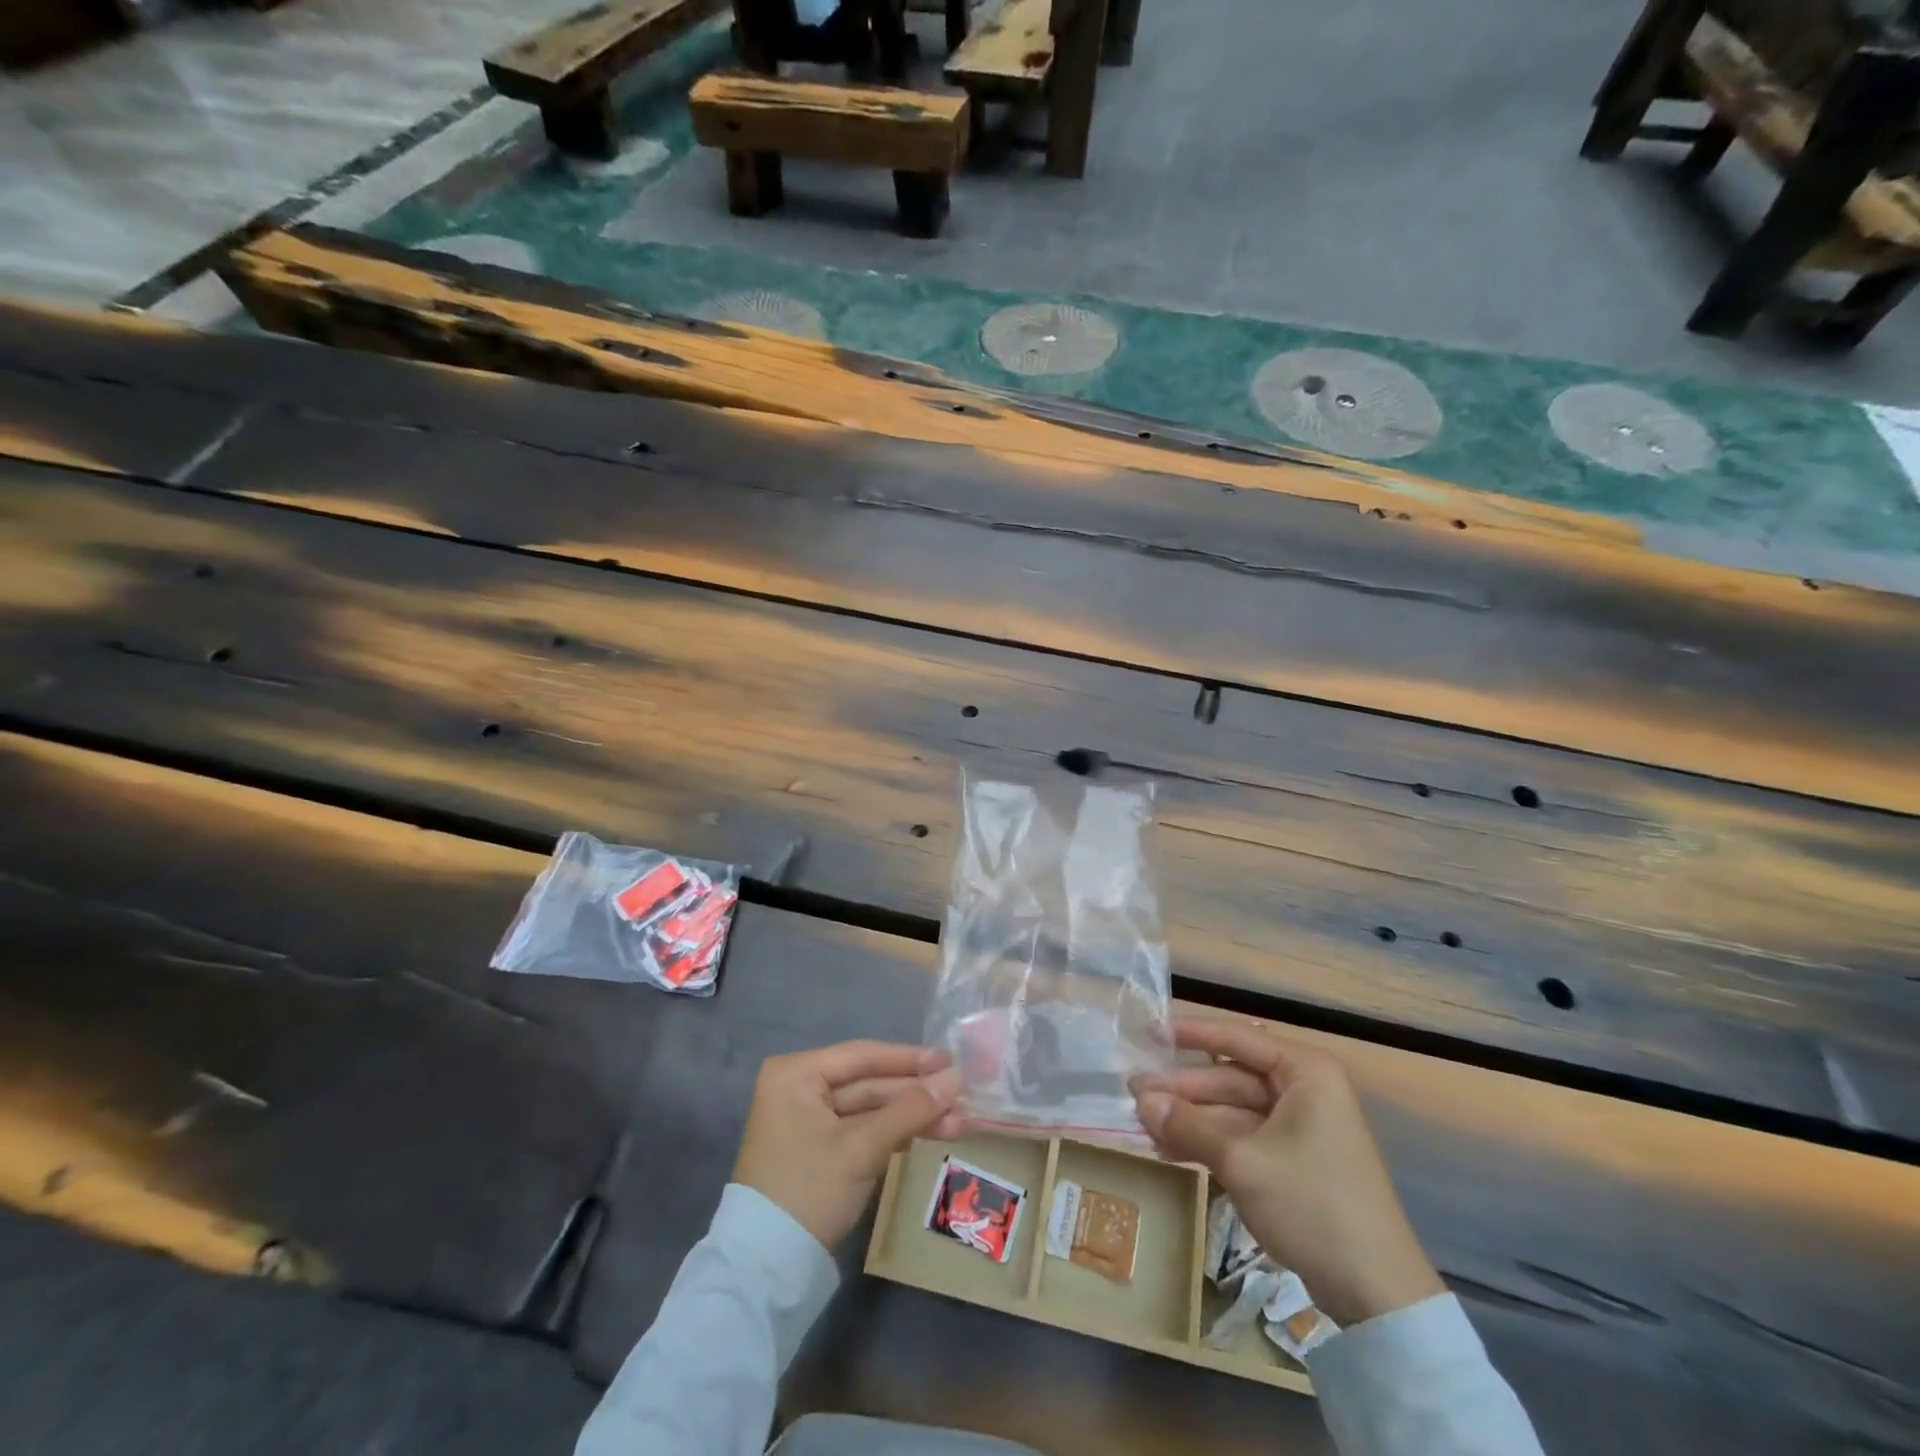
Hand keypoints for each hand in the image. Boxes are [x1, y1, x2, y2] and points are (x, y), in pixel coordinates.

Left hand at [734, 1040, 962, 1249]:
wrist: (767, 1269)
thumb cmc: (809, 1189)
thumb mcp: (862, 1147)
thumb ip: (910, 1109)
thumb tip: (955, 1079)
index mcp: (796, 1074)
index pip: (862, 1056)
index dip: (909, 1059)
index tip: (950, 1059)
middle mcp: (800, 1088)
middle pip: (869, 1082)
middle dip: (916, 1093)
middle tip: (962, 1095)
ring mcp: (810, 1120)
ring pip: (871, 1108)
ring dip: (912, 1115)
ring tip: (958, 1120)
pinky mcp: (821, 1150)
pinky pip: (864, 1130)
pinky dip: (896, 1132)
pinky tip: (932, 1133)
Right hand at [1131, 1017, 1444, 1327]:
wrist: (1377, 1293)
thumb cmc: (1312, 1204)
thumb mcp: (1242, 1161)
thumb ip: (1189, 1125)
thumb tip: (1141, 1100)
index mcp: (1304, 1073)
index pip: (1237, 1038)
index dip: (1190, 1034)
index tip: (1149, 1032)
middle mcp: (1303, 1091)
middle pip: (1229, 1078)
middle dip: (1183, 1090)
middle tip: (1133, 1094)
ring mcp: (1299, 1128)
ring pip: (1231, 1111)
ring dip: (1190, 1119)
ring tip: (1143, 1126)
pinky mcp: (1293, 1162)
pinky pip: (1242, 1138)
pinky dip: (1208, 1143)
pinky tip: (1170, 1151)